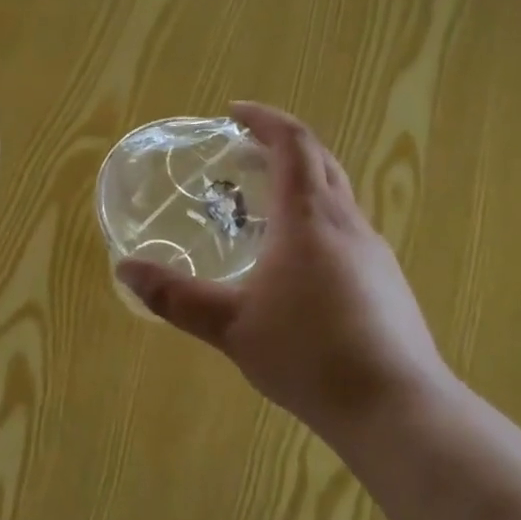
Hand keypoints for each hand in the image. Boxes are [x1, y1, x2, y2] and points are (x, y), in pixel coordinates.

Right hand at [116, 103, 457, 445]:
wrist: (395, 407)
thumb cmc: (308, 354)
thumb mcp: (230, 326)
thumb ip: (176, 296)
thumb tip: (125, 269)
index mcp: (310, 217)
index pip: (292, 143)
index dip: (264, 119)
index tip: (233, 112)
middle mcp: (348, 223)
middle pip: (320, 161)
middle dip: (283, 144)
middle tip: (245, 150)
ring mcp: (375, 252)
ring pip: (338, 196)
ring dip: (302, 183)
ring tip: (263, 205)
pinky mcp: (387, 282)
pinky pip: (347, 230)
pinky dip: (317, 220)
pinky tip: (297, 264)